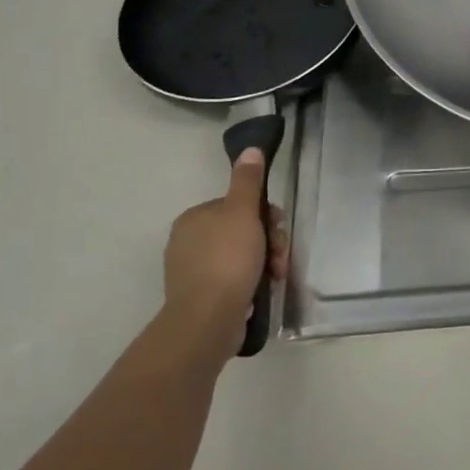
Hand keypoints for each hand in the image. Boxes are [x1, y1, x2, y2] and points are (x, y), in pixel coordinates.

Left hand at [162, 148, 286, 361]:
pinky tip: (262, 291)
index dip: (264, 214)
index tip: (277, 228)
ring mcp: (193, 272)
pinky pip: (233, 281)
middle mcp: (188, 242)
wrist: (207, 321)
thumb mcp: (242, 212)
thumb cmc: (227, 259)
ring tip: (276, 277)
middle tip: (281, 257)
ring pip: (240, 257)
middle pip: (241, 231)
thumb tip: (250, 148)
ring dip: (265, 263)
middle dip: (268, 242)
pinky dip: (251, 282)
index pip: (237, 205)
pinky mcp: (201, 298)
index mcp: (194, 218)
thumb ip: (248, 180)